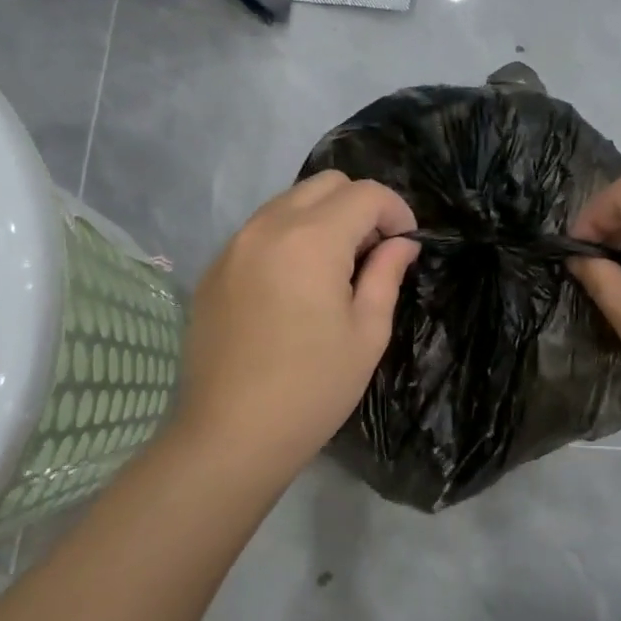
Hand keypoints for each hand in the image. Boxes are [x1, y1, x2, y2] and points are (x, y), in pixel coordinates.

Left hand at [168, 172, 418, 476]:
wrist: (230, 435)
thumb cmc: (312, 389)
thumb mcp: (367, 333)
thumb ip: (386, 274)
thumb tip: (402, 243)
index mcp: (311, 240)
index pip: (365, 194)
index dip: (396, 211)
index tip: (406, 245)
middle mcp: (268, 227)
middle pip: (325, 184)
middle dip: (360, 206)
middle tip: (372, 253)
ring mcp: (234, 245)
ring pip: (289, 201)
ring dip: (323, 218)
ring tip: (335, 268)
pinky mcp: (214, 269)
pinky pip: (261, 230)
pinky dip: (289, 237)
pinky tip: (295, 285)